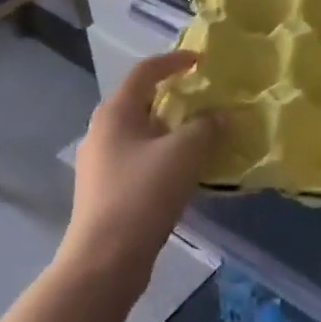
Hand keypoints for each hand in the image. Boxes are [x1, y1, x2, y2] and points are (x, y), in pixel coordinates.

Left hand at [66, 52, 221, 289]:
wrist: (104, 261)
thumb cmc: (143, 194)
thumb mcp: (185, 152)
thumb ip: (207, 126)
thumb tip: (220, 116)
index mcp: (115, 113)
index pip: (145, 71)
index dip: (174, 60)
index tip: (201, 61)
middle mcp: (102, 131)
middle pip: (141, 101)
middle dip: (173, 97)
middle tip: (204, 98)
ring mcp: (100, 163)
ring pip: (141, 132)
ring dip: (170, 128)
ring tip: (200, 134)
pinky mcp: (105, 191)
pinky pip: (139, 158)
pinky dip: (163, 154)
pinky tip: (183, 171)